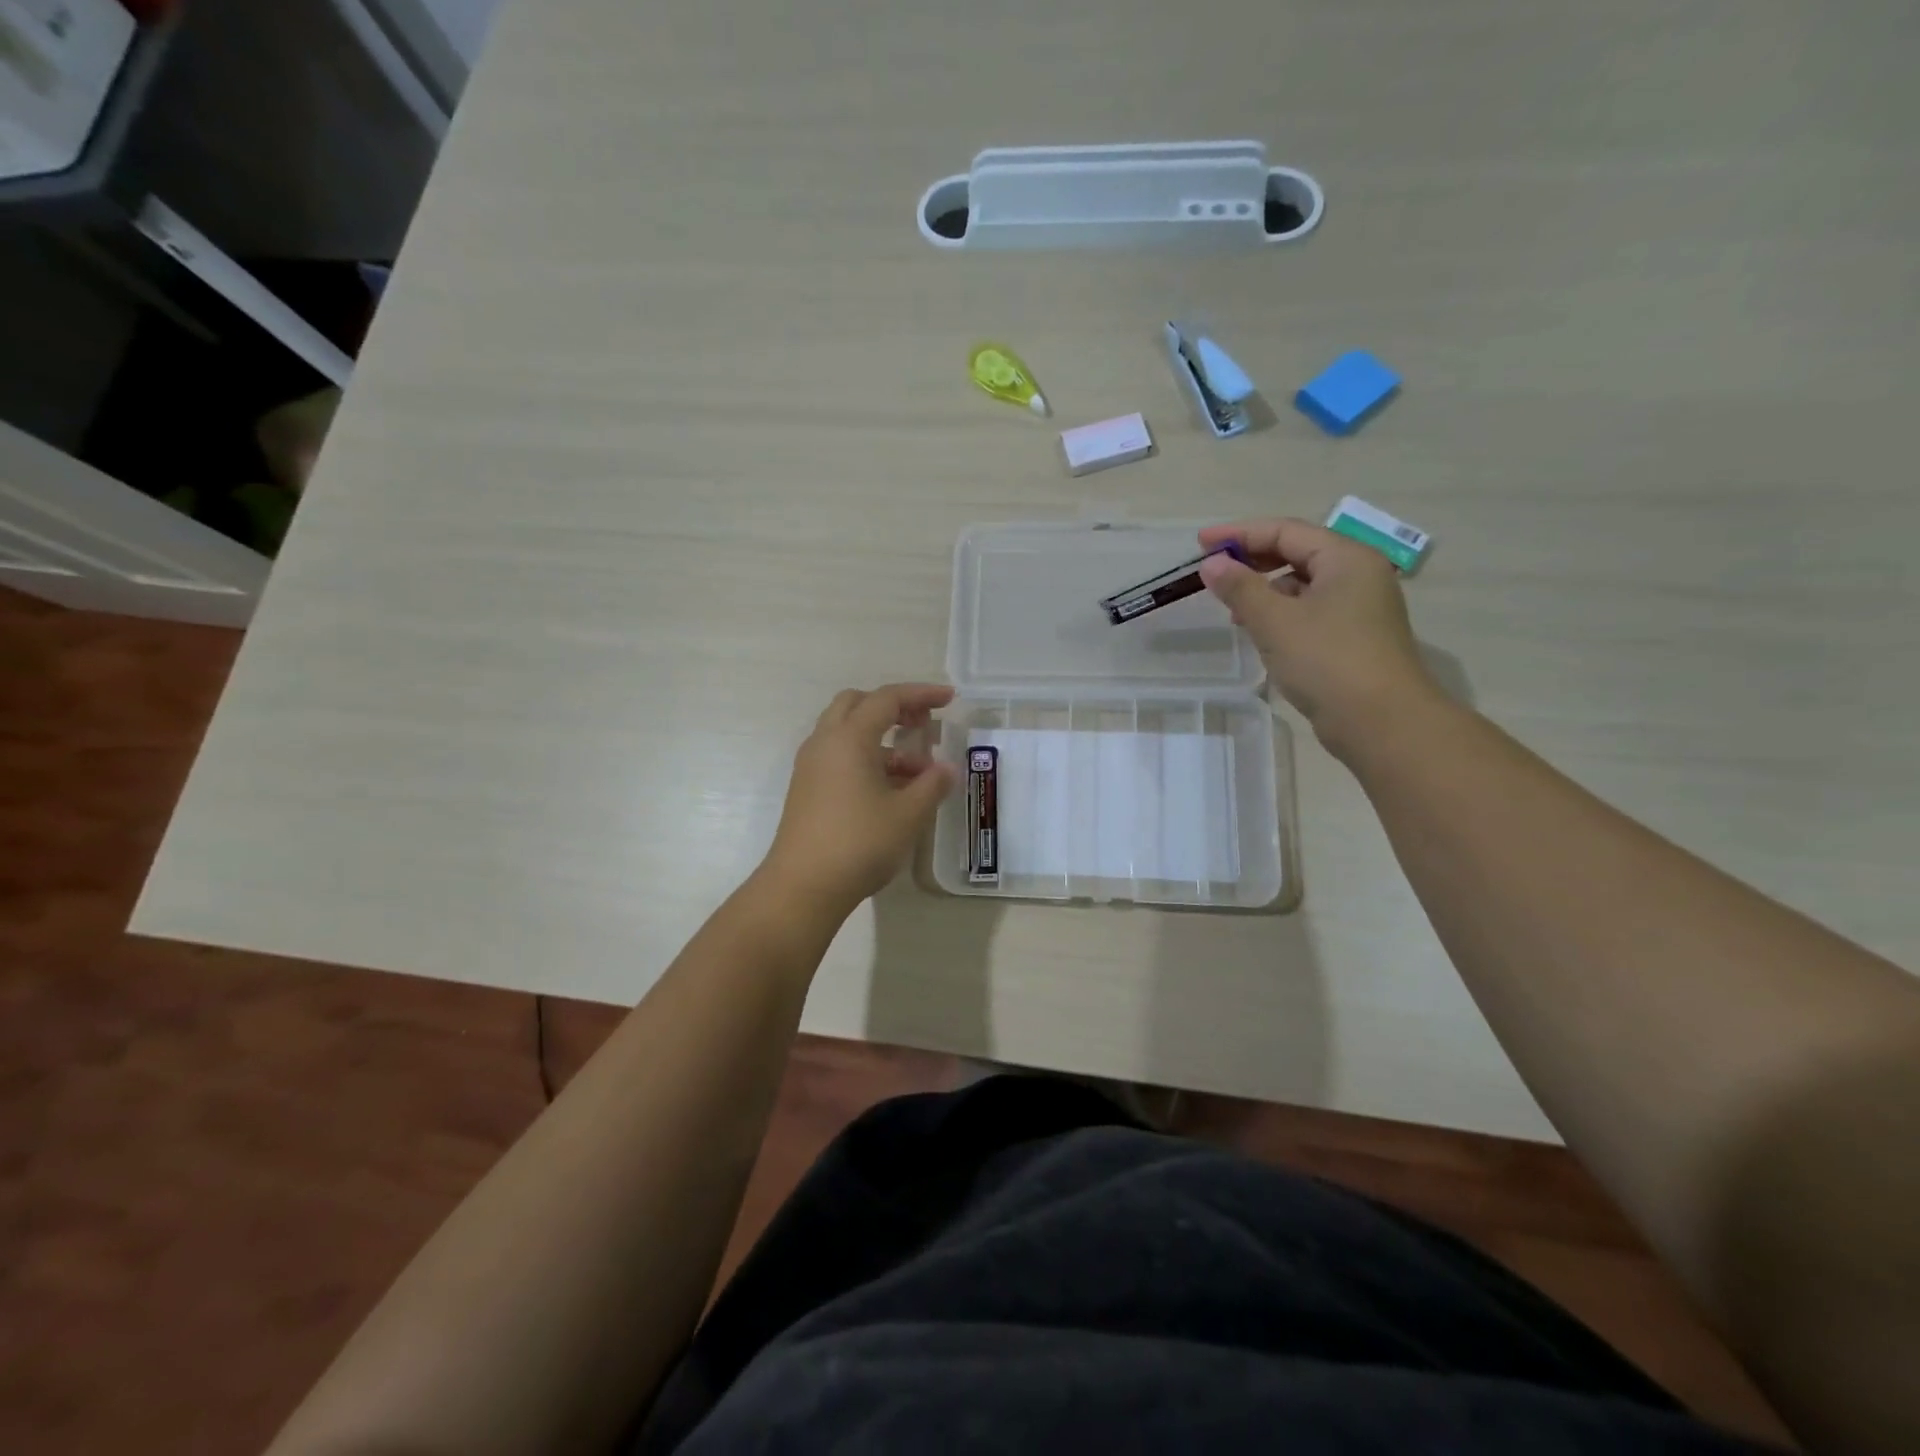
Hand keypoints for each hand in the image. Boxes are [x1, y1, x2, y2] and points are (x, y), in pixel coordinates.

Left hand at [759, 683, 957, 917]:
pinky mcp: (807, 789)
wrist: (803, 886)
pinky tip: (892, 790)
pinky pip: (839, 757)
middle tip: (922, 724)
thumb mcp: (908, 814)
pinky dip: (867, 759)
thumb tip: (946, 768)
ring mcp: (811, 766)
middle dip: (893, 707)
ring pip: (847, 733)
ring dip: (882, 740)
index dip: (921, 694)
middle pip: (858, 704)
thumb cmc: (859, 843)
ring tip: (917, 772)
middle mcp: (825, 743)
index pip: (887, 699)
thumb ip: (932, 784)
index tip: (949, 699)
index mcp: (849, 738)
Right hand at [1198, 518, 1437, 754]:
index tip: (1201, 544)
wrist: (1381, 722)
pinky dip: (1281, 615)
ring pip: (1303, 585)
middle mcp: (1357, 575)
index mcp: (1346, 559)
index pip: (1286, 531)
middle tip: (1213, 572)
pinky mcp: (1354, 639)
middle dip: (1252, 561)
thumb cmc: (1328, 661)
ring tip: (1231, 608)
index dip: (1240, 534)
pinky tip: (1260, 633)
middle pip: (1297, 553)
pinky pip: (1310, 612)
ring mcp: (1359, 608)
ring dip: (1265, 590)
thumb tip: (1211, 564)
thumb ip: (1240, 588)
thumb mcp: (1275, 621)